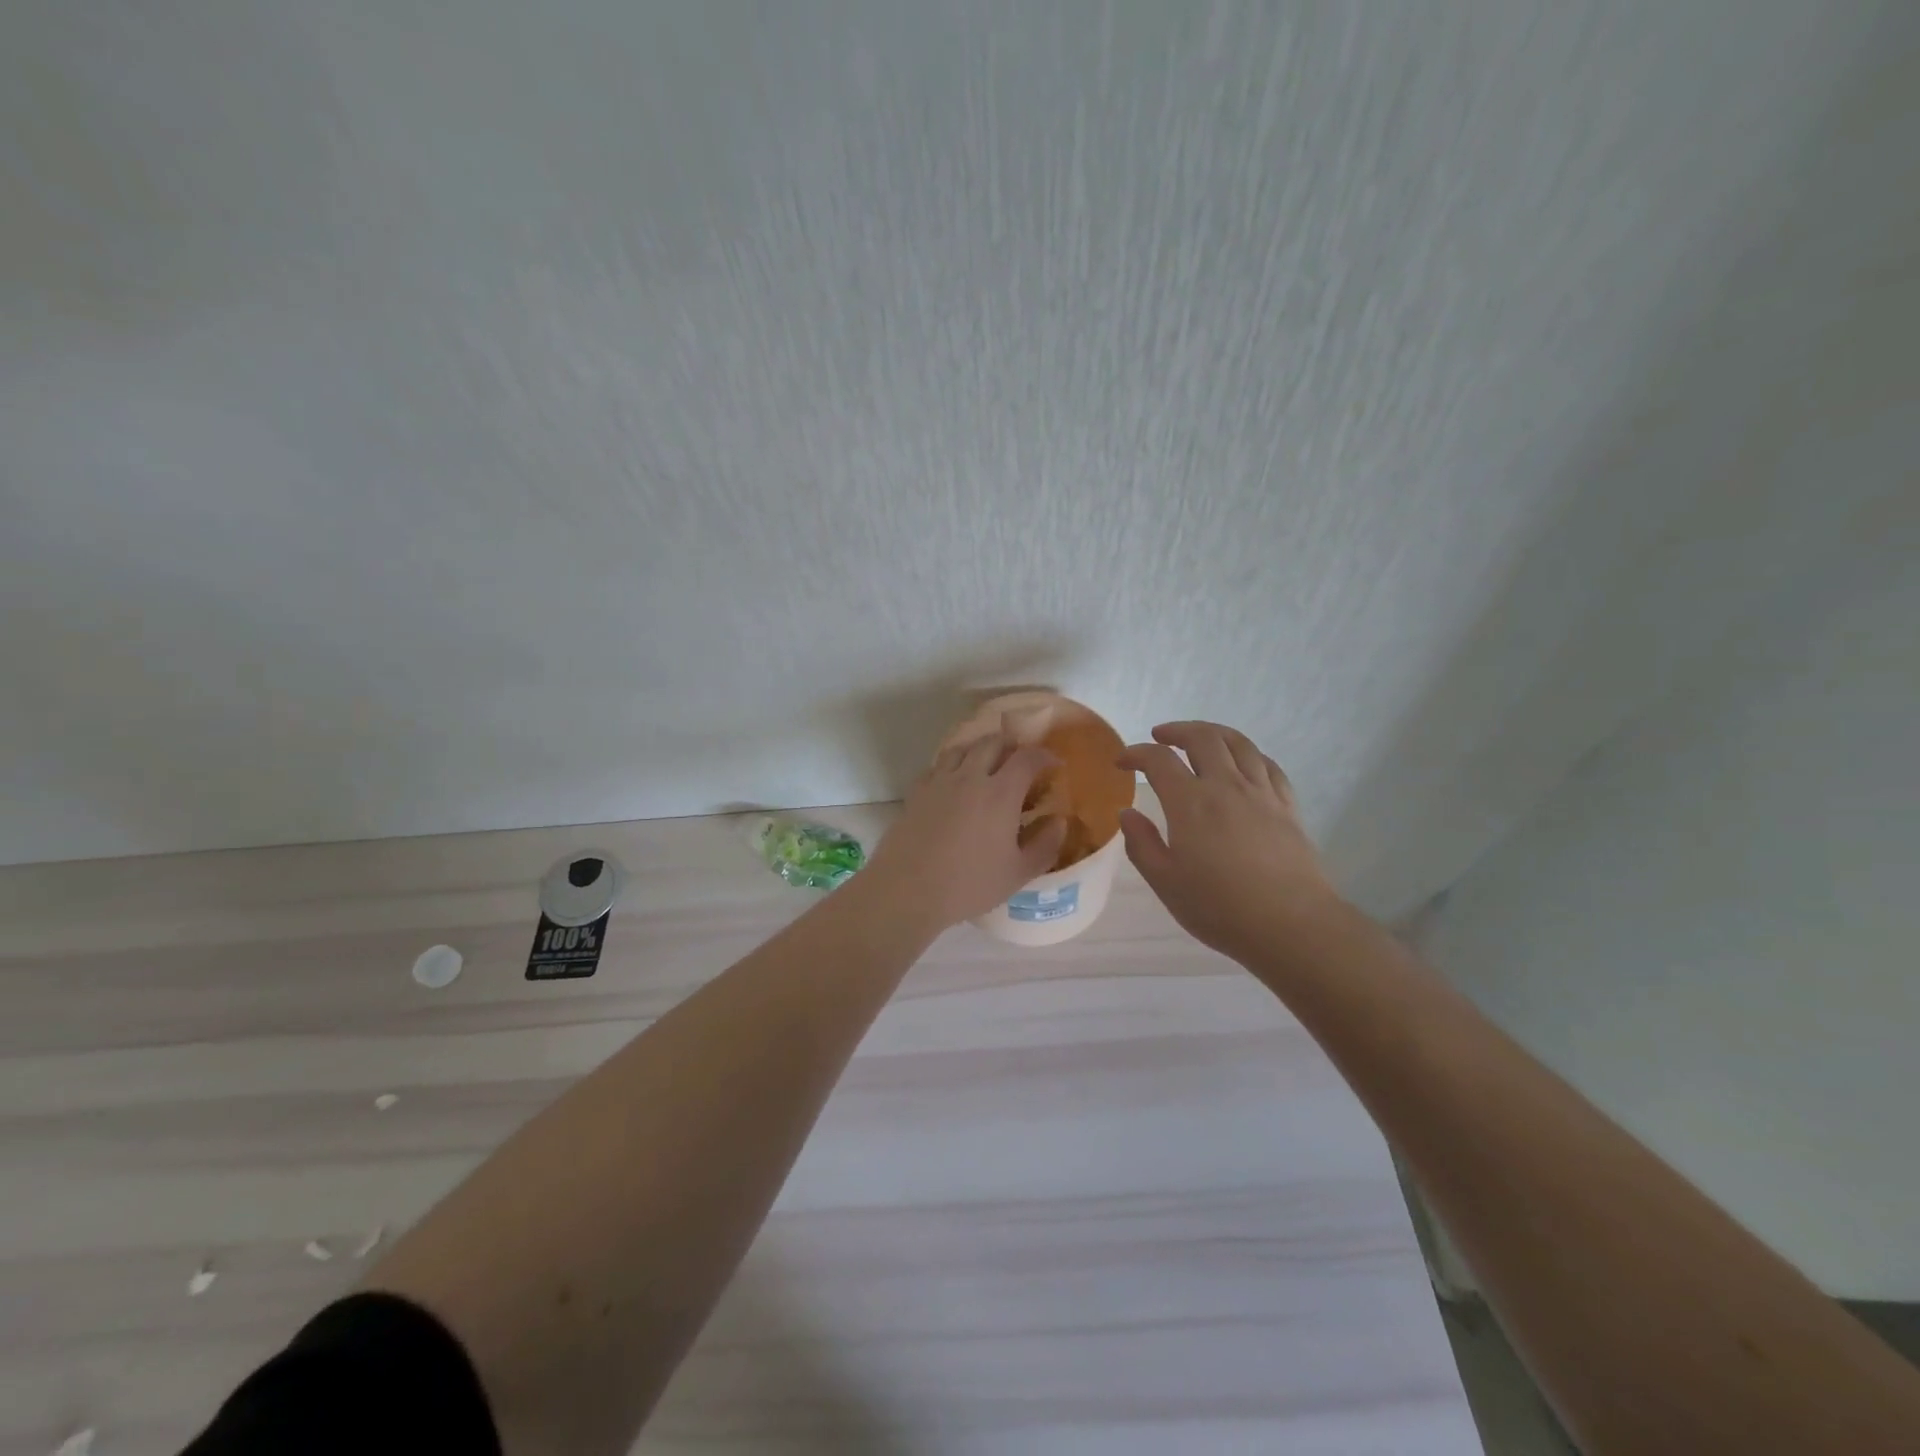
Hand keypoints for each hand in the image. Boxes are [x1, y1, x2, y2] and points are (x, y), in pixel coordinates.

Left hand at [863, 733, 1067, 930]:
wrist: (907, 889)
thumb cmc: (969, 884)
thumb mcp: (1018, 873)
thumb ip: (1045, 845)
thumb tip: (1059, 822)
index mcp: (1000, 793)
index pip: (1027, 758)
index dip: (1044, 756)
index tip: (1052, 764)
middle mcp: (970, 777)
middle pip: (992, 743)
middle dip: (1011, 745)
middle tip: (1020, 759)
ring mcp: (939, 781)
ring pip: (962, 748)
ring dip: (979, 749)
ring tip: (986, 763)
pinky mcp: (916, 792)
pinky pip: (937, 766)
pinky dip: (952, 765)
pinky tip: (953, 781)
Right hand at [1118, 722, 1340, 964]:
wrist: (1291, 925)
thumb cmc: (1219, 907)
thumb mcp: (1165, 882)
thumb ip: (1141, 844)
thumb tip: (1127, 813)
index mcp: (1190, 803)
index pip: (1159, 761)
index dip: (1136, 754)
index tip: (1122, 761)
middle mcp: (1226, 786)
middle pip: (1203, 738)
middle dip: (1177, 731)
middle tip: (1160, 737)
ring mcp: (1262, 793)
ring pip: (1239, 743)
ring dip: (1213, 733)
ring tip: (1200, 739)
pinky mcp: (1288, 806)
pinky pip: (1267, 764)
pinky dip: (1248, 754)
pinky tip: (1242, 762)